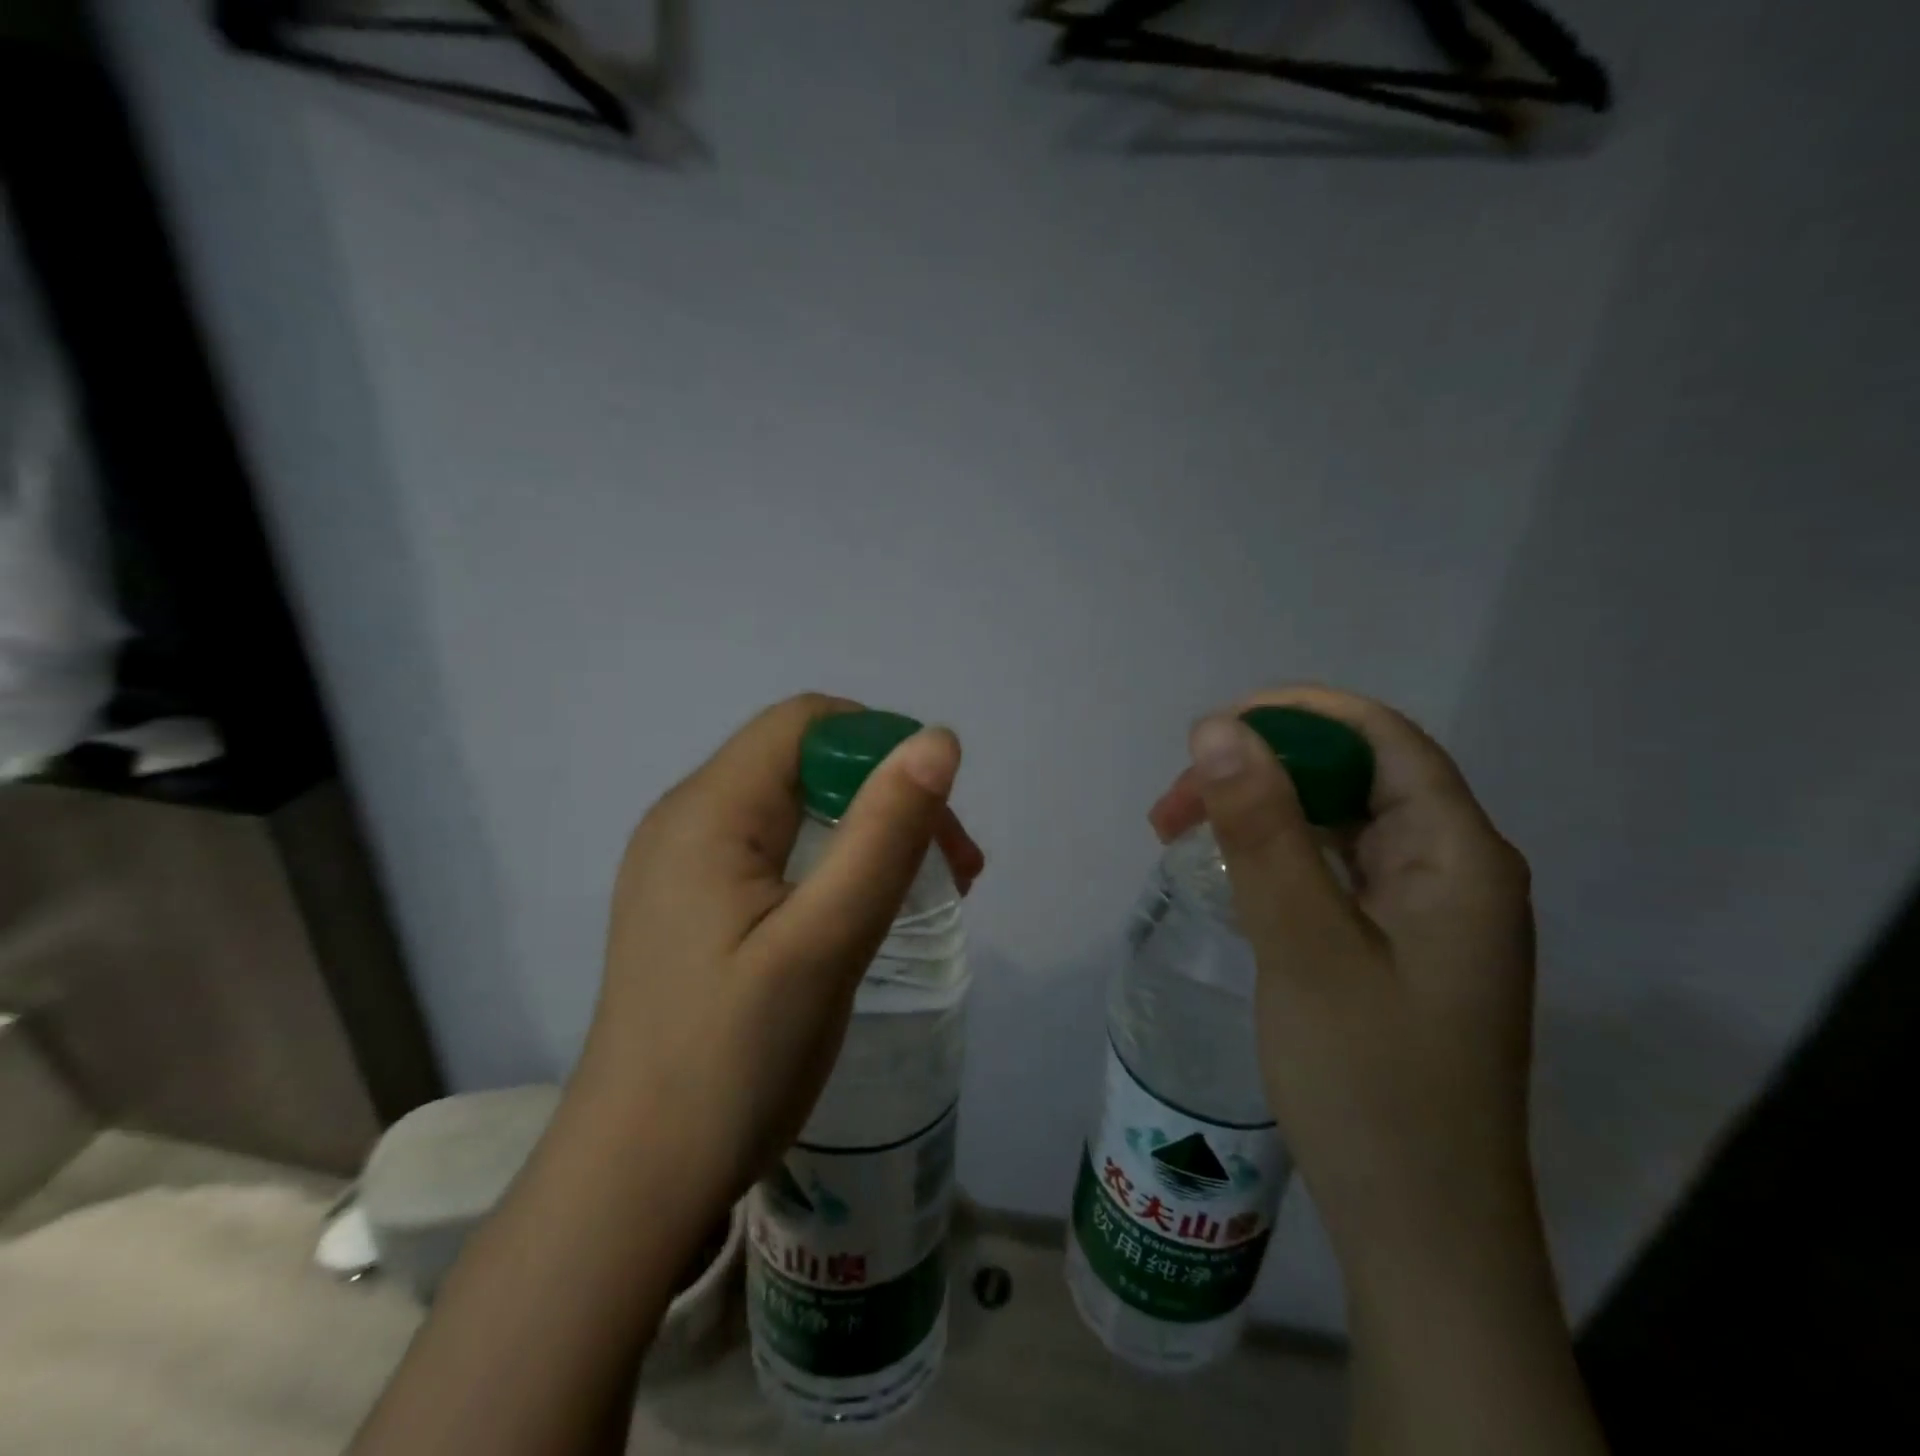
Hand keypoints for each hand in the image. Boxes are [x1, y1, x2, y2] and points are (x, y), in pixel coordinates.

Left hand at [579, 693, 982, 1241]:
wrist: (636, 1182)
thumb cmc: (733, 1061)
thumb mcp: (825, 942)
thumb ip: (884, 834)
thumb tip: (938, 739)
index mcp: (708, 811)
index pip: (806, 722)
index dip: (881, 745)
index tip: (936, 815)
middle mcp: (687, 820)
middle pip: (804, 762)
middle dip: (886, 795)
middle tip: (953, 870)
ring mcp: (685, 865)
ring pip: (796, 807)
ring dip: (867, 831)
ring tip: (924, 892)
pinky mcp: (693, 905)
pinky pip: (776, 850)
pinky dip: (834, 863)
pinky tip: (862, 912)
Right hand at [1148, 685, 1536, 1278]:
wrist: (1419, 1232)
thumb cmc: (1370, 1086)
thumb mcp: (1304, 946)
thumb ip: (1264, 831)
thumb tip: (1218, 728)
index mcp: (1460, 856)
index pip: (1381, 738)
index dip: (1295, 716)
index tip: (1207, 734)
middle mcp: (1454, 871)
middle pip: (1354, 778)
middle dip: (1261, 771)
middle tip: (1174, 807)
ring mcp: (1426, 913)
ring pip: (1337, 824)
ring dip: (1260, 815)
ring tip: (1180, 835)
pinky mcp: (1396, 948)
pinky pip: (1333, 872)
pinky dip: (1275, 858)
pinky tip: (1228, 877)